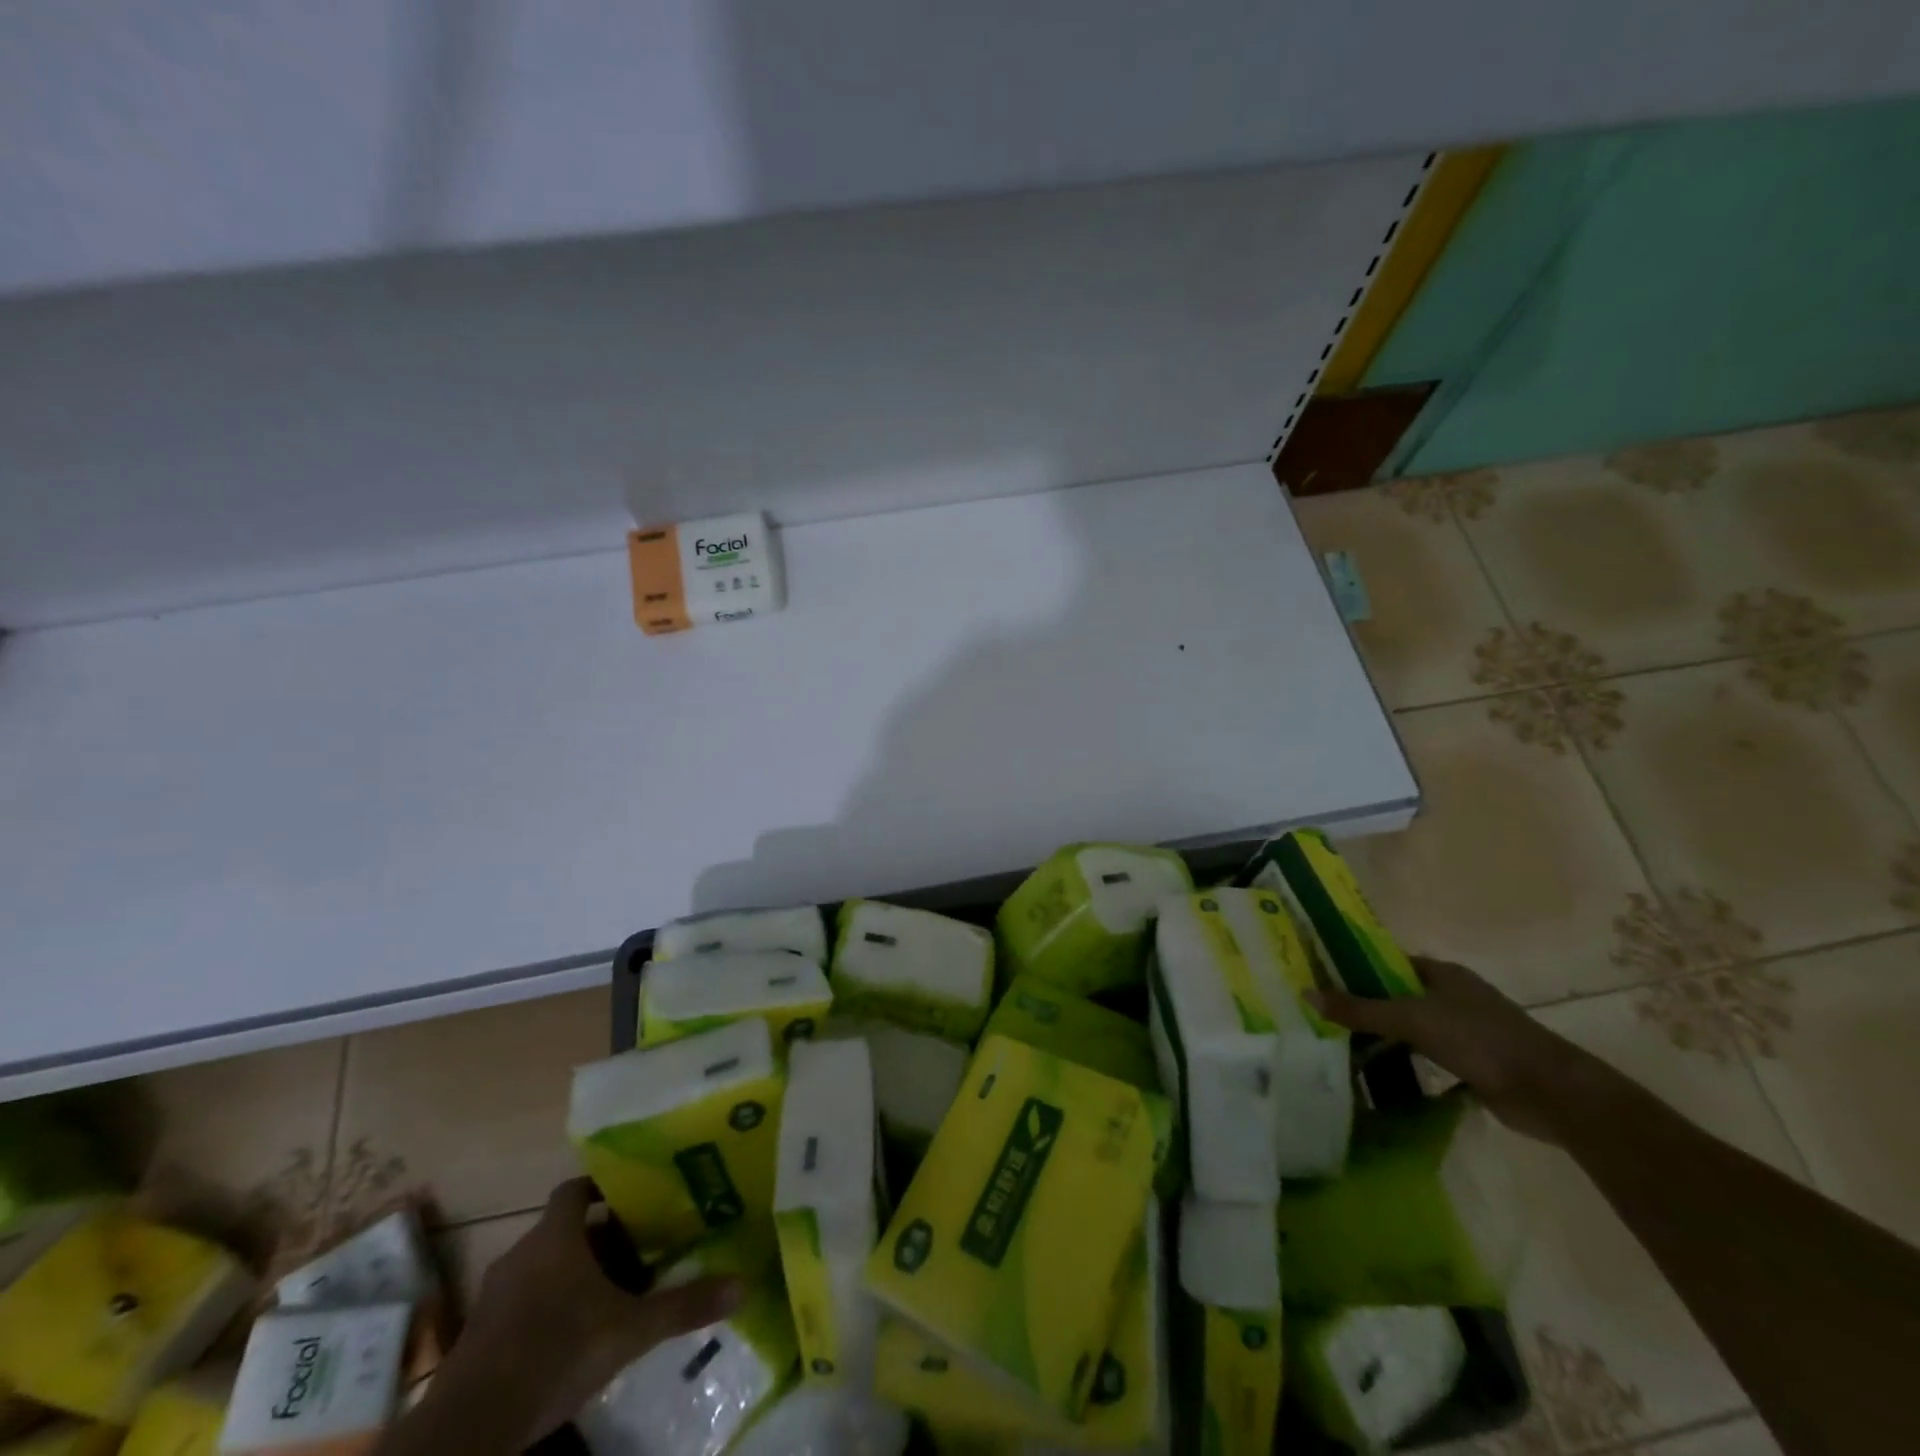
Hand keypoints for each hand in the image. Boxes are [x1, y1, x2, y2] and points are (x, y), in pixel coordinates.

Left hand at [433, 1178, 743, 1447]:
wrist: (468, 1429)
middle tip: (638, 1249)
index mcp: (555, 1235)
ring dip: (573, 1274)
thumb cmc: (554, 1353)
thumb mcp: (630, 1330)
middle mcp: (522, 1253)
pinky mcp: (479, 1334)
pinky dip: (548, 1307)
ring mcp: (494, 1295)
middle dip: (600, 1238)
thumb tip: (742, 1284)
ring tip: (611, 1293)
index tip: (634, 1197)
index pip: (576, 1188)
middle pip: (565, 1229)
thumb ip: (683, 1305)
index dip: (604, 1187)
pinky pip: (523, 1301)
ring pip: (543, 1267)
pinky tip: (573, 1334)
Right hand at [1307, 956, 1626, 1143]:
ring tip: (1339, 1042)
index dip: (1356, 965)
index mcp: (1442, 974)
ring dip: (1385, 1035)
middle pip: (1398, 994)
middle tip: (1323, 1013)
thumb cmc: (1479, 1039)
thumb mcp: (1411, 1019)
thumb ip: (1359, 1009)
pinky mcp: (1474, 1064)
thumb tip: (1304, 993)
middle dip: (1365, 1003)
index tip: (1321, 975)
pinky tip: (1378, 1072)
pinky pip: (1427, 1056)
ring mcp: (1466, 1031)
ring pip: (1412, 1027)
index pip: (1389, 961)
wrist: (1549, 1092)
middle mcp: (1453, 997)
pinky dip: (1406, 1062)